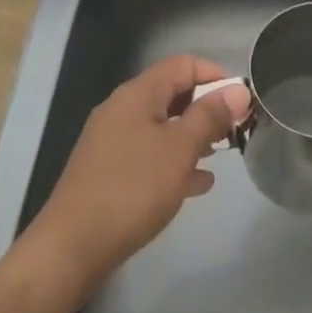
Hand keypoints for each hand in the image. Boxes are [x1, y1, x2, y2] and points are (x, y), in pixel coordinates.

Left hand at [20, 56, 251, 295]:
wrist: (71, 248)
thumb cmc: (132, 189)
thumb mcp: (180, 149)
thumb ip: (210, 117)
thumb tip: (238, 89)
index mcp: (137, 94)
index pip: (182, 64)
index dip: (215, 74)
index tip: (240, 99)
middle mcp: (122, 110)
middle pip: (171, 93)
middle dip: (205, 107)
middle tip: (234, 129)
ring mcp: (111, 142)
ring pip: (161, 127)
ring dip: (192, 136)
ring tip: (220, 155)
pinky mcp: (107, 172)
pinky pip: (148, 155)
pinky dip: (173, 162)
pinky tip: (196, 184)